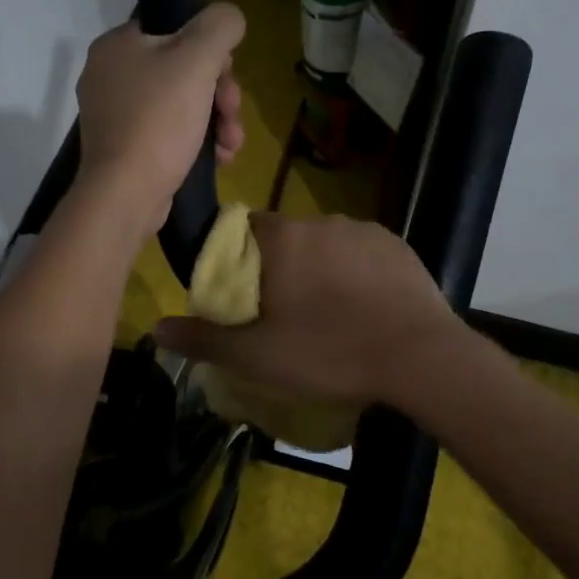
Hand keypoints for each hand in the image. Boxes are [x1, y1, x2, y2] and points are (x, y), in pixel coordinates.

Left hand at [75, 3, 245, 230]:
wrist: (126, 194)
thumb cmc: (158, 121)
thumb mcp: (197, 60)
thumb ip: (219, 26)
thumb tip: (229, 17)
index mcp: (117, 45)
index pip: (172, 28)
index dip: (209, 47)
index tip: (227, 72)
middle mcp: (110, 76)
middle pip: (181, 70)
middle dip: (219, 94)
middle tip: (232, 113)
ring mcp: (116, 116)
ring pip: (180, 104)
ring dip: (216, 121)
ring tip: (231, 144)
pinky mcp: (126, 149)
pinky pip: (169, 134)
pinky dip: (196, 142)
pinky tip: (219, 158)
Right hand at [153, 213, 464, 406]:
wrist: (421, 357)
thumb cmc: (330, 352)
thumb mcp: (258, 356)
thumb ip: (205, 339)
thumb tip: (157, 328)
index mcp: (282, 238)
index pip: (242, 230)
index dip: (236, 260)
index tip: (243, 295)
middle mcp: (320, 221)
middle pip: (284, 238)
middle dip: (279, 268)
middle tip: (284, 314)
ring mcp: (363, 230)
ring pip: (324, 245)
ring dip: (318, 269)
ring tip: (329, 315)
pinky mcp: (397, 246)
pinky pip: (361, 253)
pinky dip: (355, 273)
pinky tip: (364, 308)